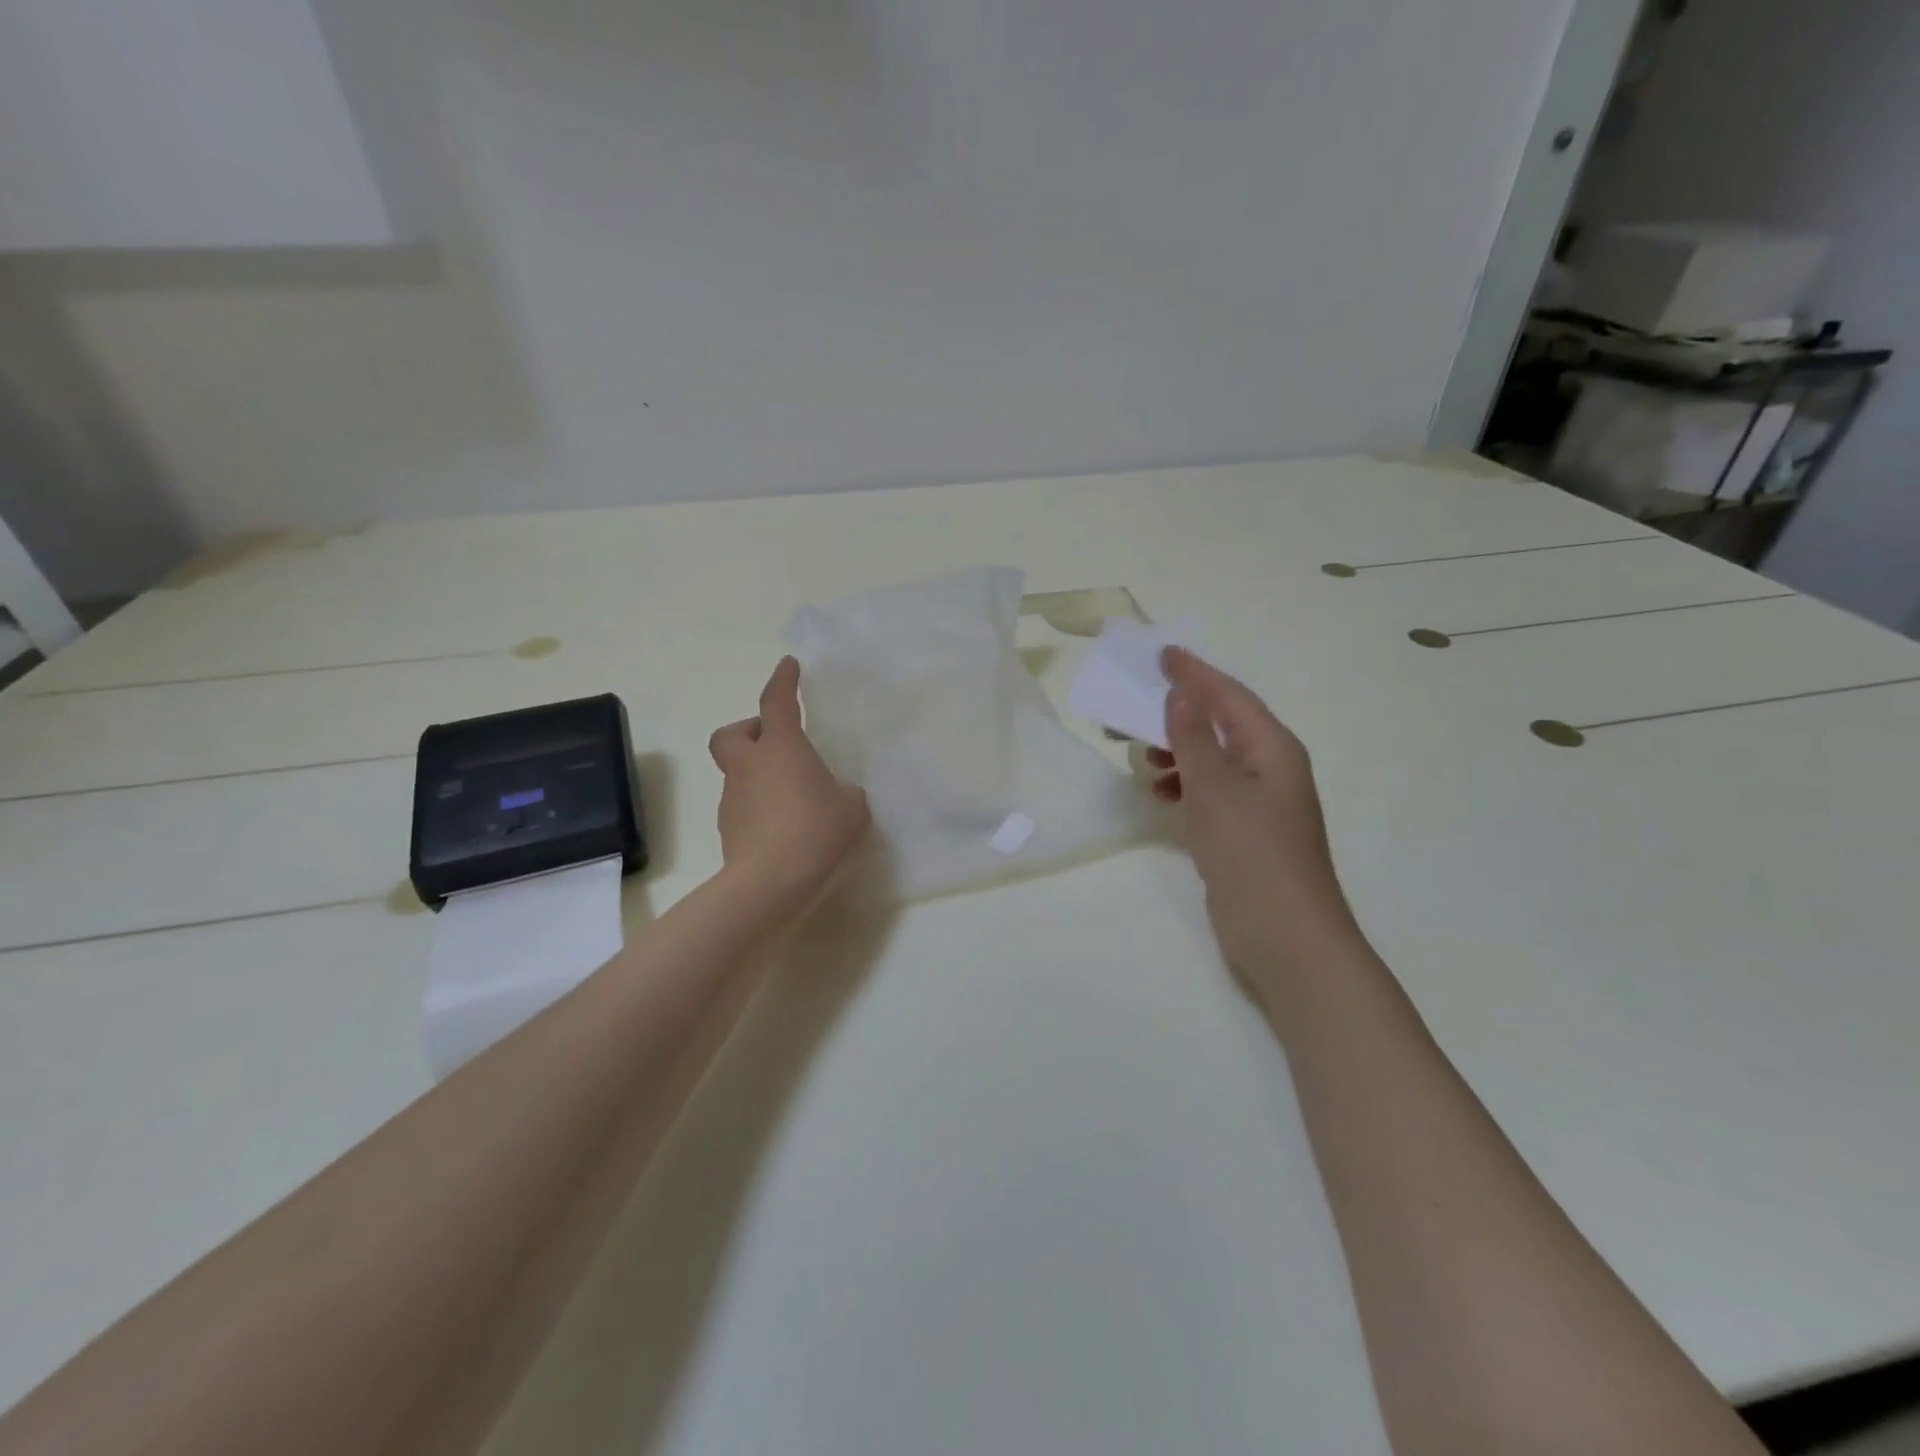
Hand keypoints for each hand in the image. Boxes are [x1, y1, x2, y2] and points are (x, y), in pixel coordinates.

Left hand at [710, 657, 870, 916]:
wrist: (768, 885)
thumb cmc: (815, 832)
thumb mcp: (852, 808)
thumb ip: (846, 793)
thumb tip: (837, 795)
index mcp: (781, 748)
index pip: (777, 701)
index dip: (783, 680)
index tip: (789, 666)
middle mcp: (749, 766)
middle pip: (731, 734)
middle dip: (750, 731)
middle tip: (776, 745)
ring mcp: (732, 800)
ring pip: (737, 773)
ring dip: (758, 775)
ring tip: (792, 799)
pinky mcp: (728, 831)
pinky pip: (742, 806)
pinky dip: (758, 807)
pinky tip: (783, 829)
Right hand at [1149, 647, 1358, 989]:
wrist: (1285, 937)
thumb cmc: (1251, 854)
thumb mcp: (1216, 788)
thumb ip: (1194, 738)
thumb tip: (1181, 693)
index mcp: (1272, 748)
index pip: (1228, 696)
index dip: (1194, 673)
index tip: (1161, 654)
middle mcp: (1270, 767)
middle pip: (1220, 724)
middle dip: (1177, 712)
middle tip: (1132, 705)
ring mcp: (1259, 802)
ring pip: (1212, 759)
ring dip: (1177, 750)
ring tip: (1140, 754)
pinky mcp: (1245, 832)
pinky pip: (1209, 791)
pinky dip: (1184, 784)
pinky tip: (1160, 793)